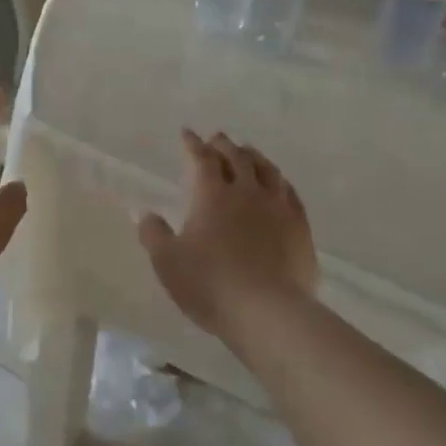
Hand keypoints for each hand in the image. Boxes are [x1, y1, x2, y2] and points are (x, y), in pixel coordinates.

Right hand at [138, 130, 317, 336]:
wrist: (267, 311)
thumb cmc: (210, 284)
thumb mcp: (167, 262)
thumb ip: (154, 234)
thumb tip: (145, 214)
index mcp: (212, 195)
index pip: (202, 159)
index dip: (193, 145)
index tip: (187, 134)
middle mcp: (247, 192)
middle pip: (237, 157)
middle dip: (223, 145)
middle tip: (216, 138)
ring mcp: (278, 208)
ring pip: (267, 170)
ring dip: (253, 156)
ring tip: (247, 151)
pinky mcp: (300, 227)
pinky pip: (290, 193)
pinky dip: (279, 181)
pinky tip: (278, 184)